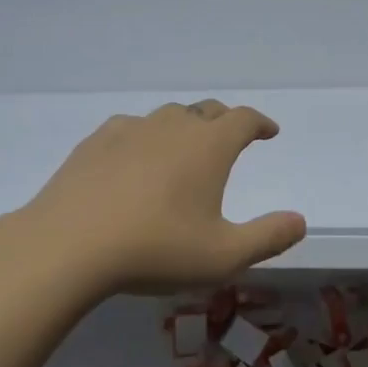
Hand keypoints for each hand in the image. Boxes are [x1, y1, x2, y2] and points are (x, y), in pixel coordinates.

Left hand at [5, 100, 306, 294]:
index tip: (269, 132)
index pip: (243, 119)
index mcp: (208, 146)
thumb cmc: (155, 250)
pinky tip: (136, 158)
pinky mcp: (95, 143)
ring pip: (167, 117)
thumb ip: (268, 238)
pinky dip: (145, 138)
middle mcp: (172, 127)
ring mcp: (130, 130)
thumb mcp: (224, 256)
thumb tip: (300, 221)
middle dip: (224, 122)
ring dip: (184, 127)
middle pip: (206, 111)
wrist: (67, 246)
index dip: (260, 123)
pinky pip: (130, 129)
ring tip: (184, 150)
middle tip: (230, 139)